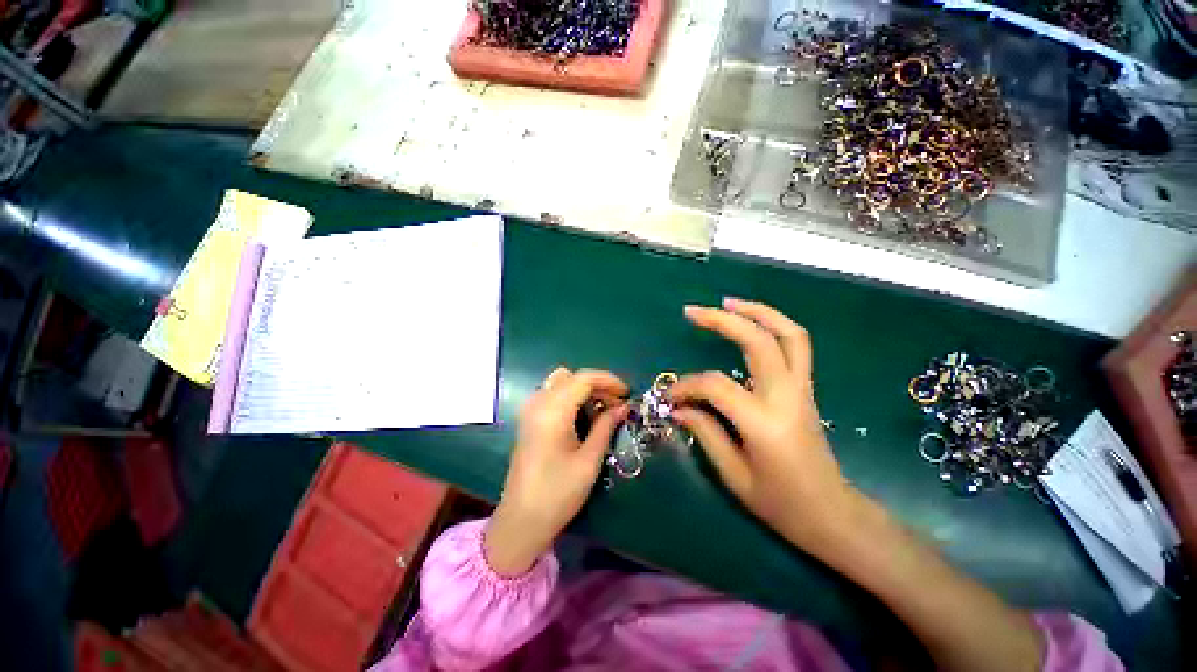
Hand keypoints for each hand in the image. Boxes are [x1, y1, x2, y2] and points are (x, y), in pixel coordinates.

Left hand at [485, 367, 628, 575]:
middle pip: (572, 377)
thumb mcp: (589, 460)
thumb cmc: (558, 493)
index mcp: (553, 410)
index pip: (584, 378)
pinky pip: (552, 394)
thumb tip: (623, 406)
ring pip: (561, 382)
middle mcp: (538, 402)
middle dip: (597, 385)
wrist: (521, 521)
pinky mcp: (528, 419)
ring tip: (602, 409)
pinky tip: (583, 415)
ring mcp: (530, 410)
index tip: (627, 393)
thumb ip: (606, 427)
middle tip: (617, 404)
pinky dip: (571, 396)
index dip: (608, 380)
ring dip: (583, 389)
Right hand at [669, 298, 854, 550]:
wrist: (831, 514)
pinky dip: (774, 325)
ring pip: (789, 334)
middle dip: (723, 320)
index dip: (687, 386)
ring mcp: (802, 389)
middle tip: (692, 311)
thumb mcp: (734, 475)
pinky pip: (796, 345)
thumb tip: (679, 407)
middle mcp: (787, 397)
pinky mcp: (806, 389)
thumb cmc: (781, 504)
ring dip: (758, 311)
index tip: (670, 398)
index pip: (716, 385)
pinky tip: (751, 321)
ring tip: (727, 302)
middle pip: (759, 341)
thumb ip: (705, 432)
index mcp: (765, 423)